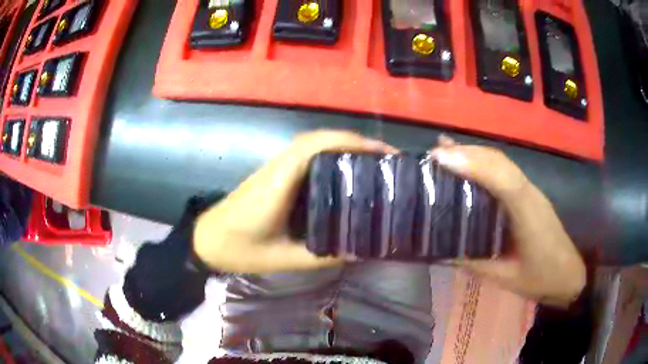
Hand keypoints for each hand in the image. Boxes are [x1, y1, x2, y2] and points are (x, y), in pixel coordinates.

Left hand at [193, 130, 396, 273]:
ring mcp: (276, 167)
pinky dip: (331, 153)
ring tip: (374, 162)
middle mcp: (279, 166)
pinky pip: (308, 154)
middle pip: (320, 138)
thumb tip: (359, 251)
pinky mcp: (276, 173)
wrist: (209, 239)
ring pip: (314, 143)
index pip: (317, 146)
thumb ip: (322, 256)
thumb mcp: (283, 259)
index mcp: (279, 182)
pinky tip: (346, 170)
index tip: (383, 153)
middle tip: (386, 159)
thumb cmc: (240, 248)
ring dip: (345, 145)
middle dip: (356, 142)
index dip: (351, 142)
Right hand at [430, 136, 585, 306]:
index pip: (503, 179)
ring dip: (474, 153)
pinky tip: (469, 162)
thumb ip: (475, 263)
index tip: (441, 157)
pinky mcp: (529, 193)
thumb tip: (441, 252)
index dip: (474, 163)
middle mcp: (530, 193)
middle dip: (467, 152)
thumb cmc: (541, 278)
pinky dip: (483, 162)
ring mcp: (531, 191)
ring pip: (502, 162)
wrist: (568, 274)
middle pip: (499, 161)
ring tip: (445, 152)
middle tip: (435, 154)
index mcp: (528, 214)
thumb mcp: (505, 278)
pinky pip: (504, 171)